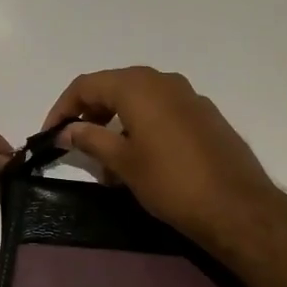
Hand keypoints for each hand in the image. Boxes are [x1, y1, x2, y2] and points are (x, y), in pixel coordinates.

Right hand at [43, 67, 284, 250]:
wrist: (236, 205)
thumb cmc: (171, 182)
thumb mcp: (123, 162)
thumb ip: (91, 139)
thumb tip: (68, 129)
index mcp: (139, 86)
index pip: (87, 84)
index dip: (63, 107)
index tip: (50, 134)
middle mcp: (164, 81)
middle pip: (115, 88)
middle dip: (91, 114)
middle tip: (76, 145)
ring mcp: (190, 97)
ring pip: (141, 101)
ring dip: (117, 124)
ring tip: (108, 162)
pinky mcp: (206, 117)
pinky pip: (163, 113)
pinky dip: (143, 128)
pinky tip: (142, 161)